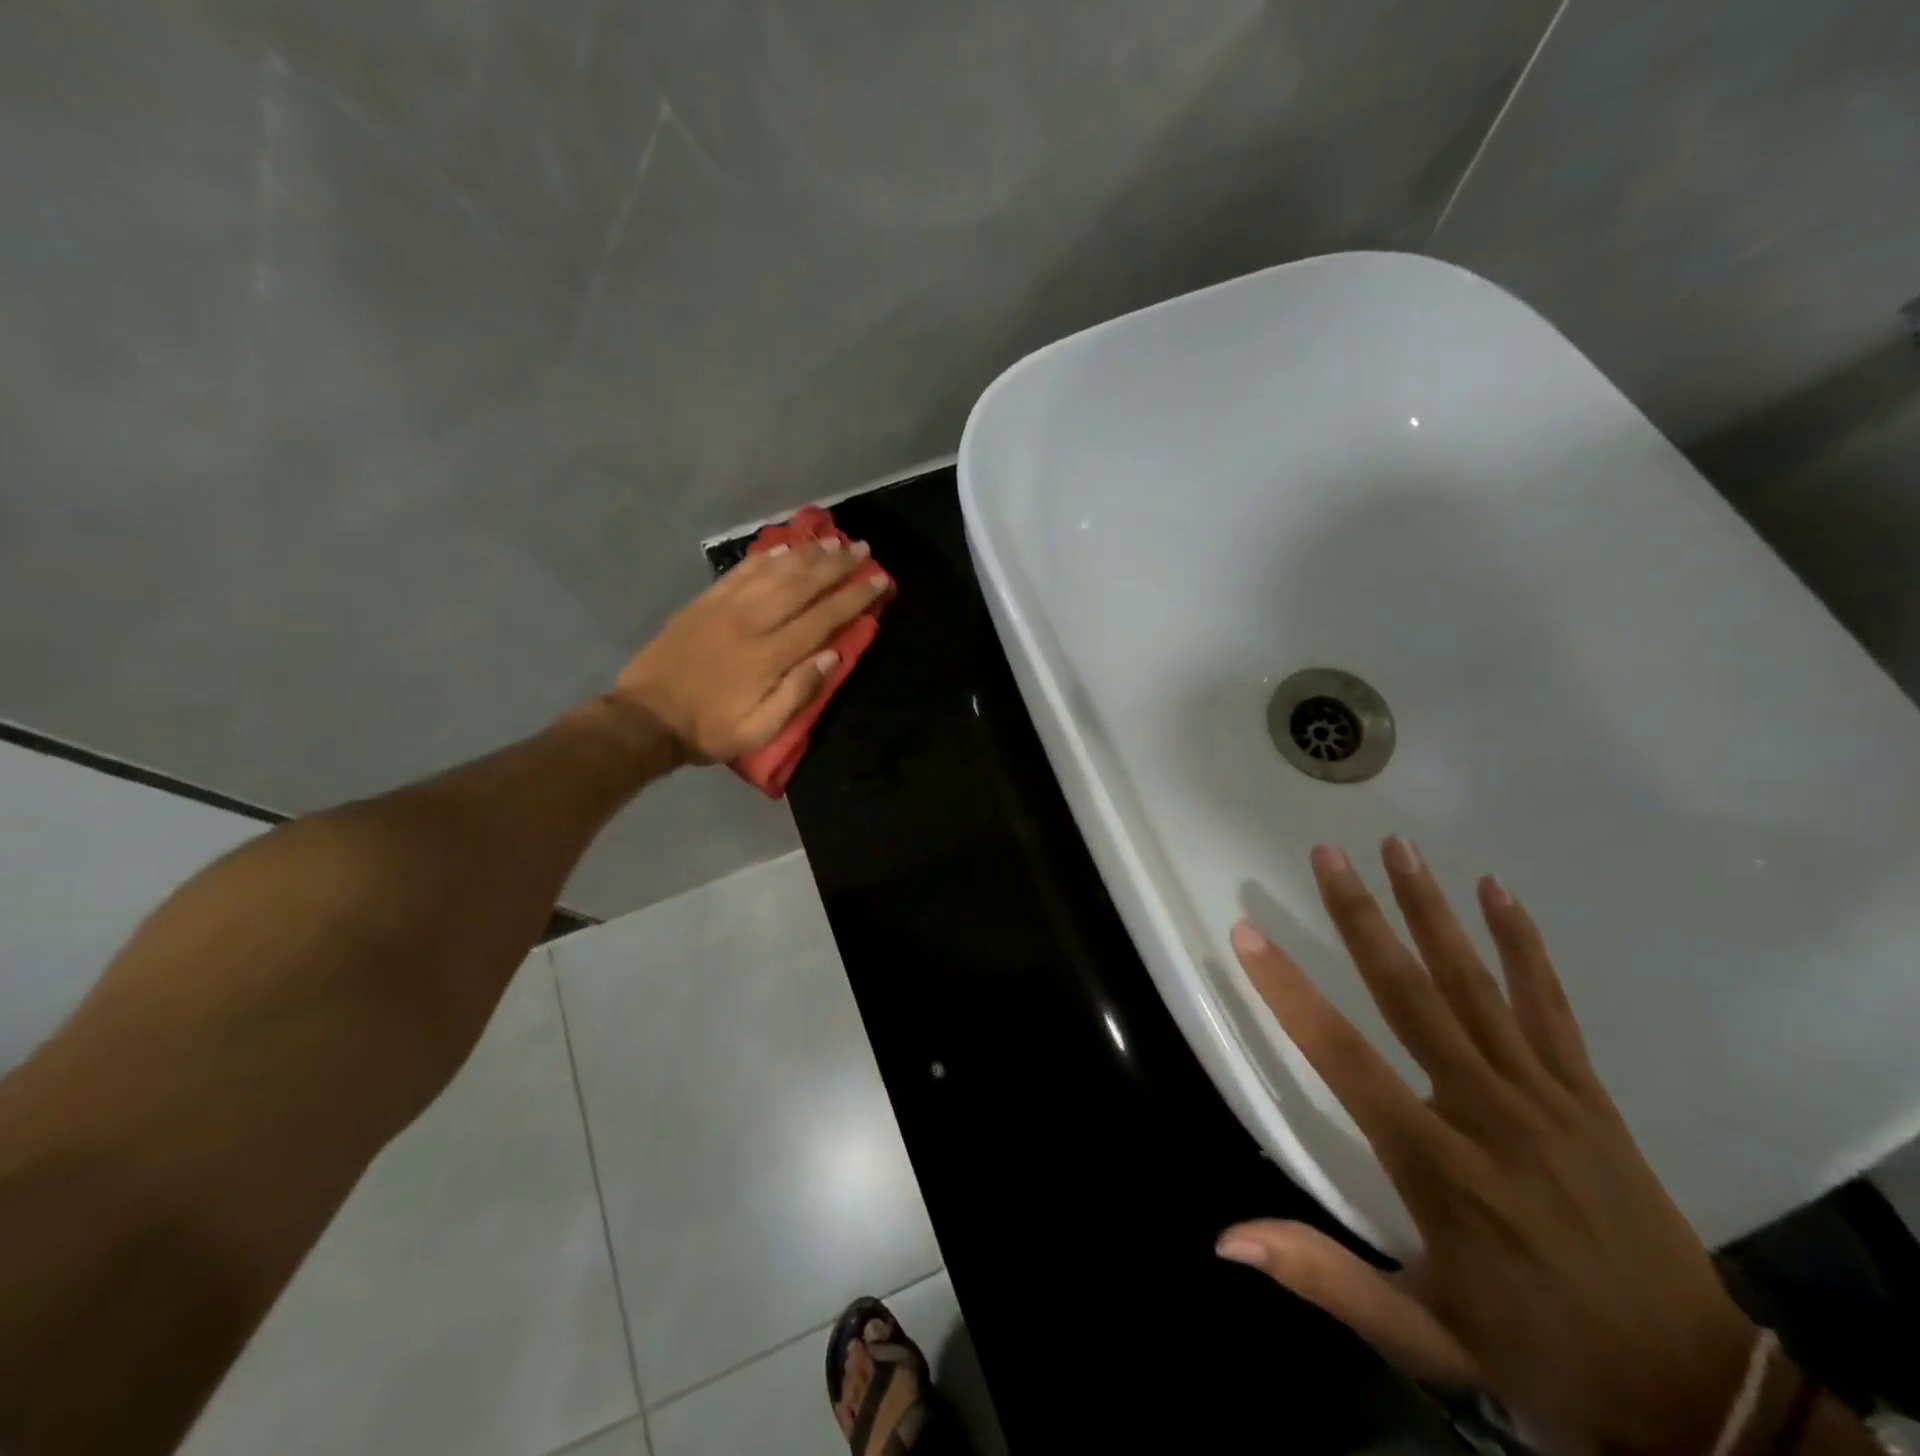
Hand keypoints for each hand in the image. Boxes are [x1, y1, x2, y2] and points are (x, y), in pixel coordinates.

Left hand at [612, 539, 888, 764]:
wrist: (645, 718)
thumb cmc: (709, 730)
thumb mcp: (759, 730)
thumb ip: (797, 694)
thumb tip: (832, 656)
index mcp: (769, 656)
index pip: (822, 618)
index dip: (854, 597)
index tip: (880, 579)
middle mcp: (751, 622)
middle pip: (802, 585)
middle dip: (837, 565)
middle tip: (863, 548)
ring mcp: (725, 607)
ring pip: (774, 571)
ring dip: (806, 553)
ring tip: (833, 541)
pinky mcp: (704, 602)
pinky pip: (741, 571)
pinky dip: (766, 556)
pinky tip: (784, 548)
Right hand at [1219, 839, 1756, 1453]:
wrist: (1696, 1396)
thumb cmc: (1534, 1351)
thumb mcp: (1421, 1334)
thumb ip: (1323, 1276)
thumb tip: (1228, 1240)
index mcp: (1435, 1164)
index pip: (1342, 1057)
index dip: (1288, 992)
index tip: (1247, 932)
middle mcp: (1485, 1110)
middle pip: (1409, 994)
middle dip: (1361, 918)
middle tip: (1327, 855)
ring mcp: (1543, 1095)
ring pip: (1475, 984)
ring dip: (1432, 910)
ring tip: (1398, 847)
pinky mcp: (1588, 1094)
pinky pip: (1550, 1006)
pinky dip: (1523, 945)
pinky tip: (1497, 891)